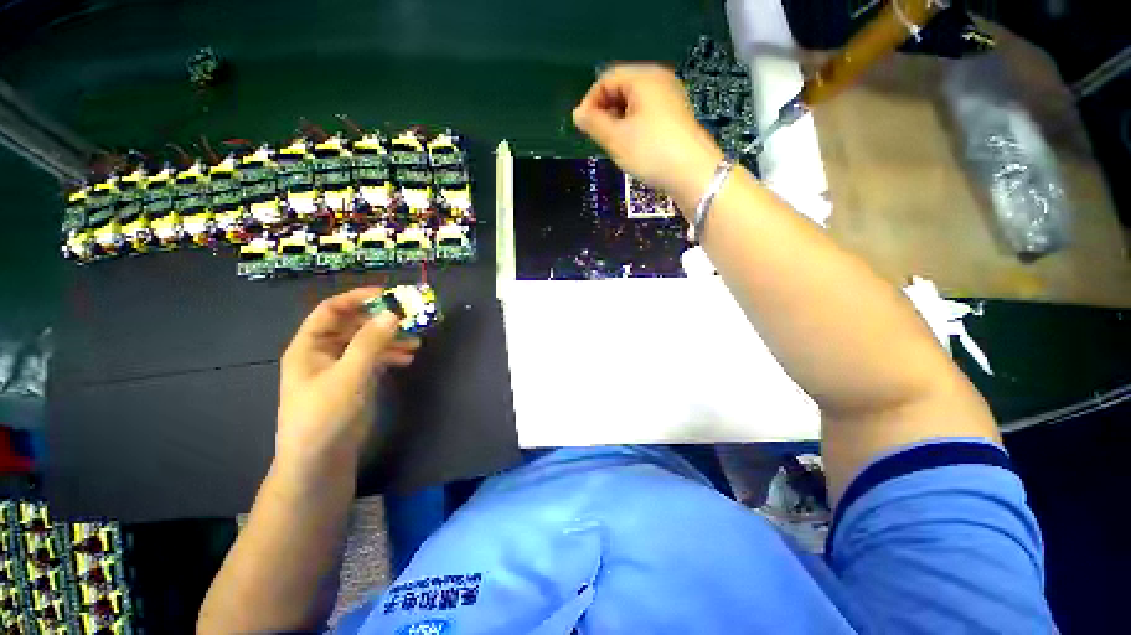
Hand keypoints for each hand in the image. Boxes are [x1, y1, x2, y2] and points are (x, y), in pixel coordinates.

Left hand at [277, 288, 419, 469]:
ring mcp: (341, 367)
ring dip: (390, 339)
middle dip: (381, 322)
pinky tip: (407, 359)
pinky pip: (374, 359)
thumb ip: (370, 343)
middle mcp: (324, 352)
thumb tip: (392, 314)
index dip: (357, 298)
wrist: (321, 460)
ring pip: (368, 343)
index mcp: (310, 346)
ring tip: (416, 343)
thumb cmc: (325, 414)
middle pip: (354, 325)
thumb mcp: (349, 375)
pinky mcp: (355, 381)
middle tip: (410, 320)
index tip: (388, 296)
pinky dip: (390, 356)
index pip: (331, 310)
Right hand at [572, 64, 722, 207]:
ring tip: (614, 145)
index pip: (607, 79)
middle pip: (622, 88)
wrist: (692, 173)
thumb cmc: (650, 151)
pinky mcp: (676, 117)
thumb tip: (577, 114)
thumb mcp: (616, 138)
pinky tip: (633, 146)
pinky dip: (634, 126)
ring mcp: (671, 98)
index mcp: (643, 78)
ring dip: (618, 121)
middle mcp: (659, 80)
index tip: (582, 128)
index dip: (590, 101)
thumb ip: (593, 123)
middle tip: (599, 138)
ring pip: (634, 104)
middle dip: (605, 112)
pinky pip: (647, 114)